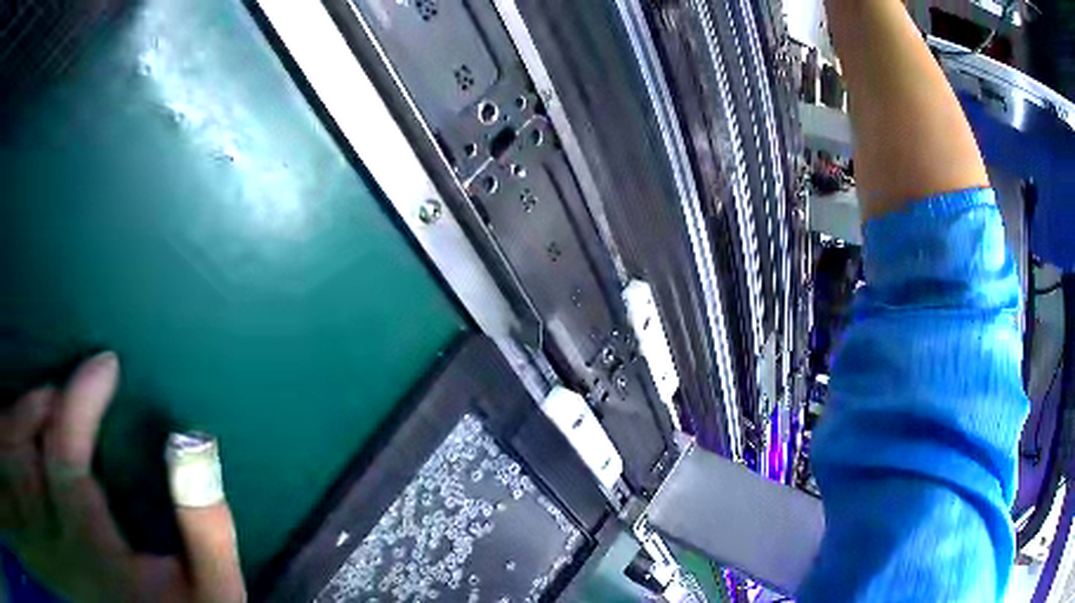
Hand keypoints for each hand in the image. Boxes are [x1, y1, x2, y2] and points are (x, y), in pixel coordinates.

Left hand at [0, 352, 245, 601]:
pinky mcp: (69, 540)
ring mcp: (64, 534)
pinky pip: (45, 477)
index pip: (65, 447)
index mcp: (90, 540)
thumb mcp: (212, 591)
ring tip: (76, 400)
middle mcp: (66, 530)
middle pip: (41, 444)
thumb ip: (206, 528)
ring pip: (37, 457)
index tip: (107, 363)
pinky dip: (50, 447)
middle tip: (93, 380)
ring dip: (50, 418)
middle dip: (58, 400)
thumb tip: (192, 444)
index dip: (80, 396)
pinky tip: (68, 444)